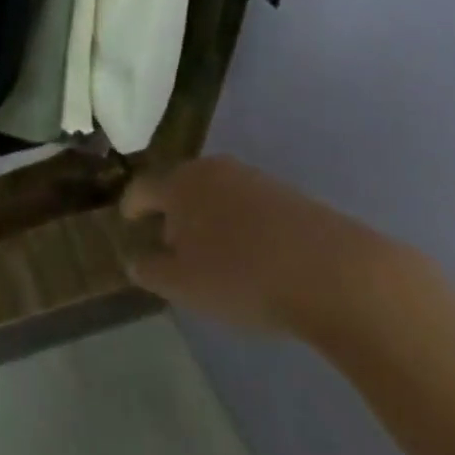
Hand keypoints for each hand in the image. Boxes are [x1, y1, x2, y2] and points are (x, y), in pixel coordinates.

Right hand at [121, 156, 396, 342]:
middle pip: (180, 185)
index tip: (126, 220)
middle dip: (172, 212)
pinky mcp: (282, 192)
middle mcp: (210, 168)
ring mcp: (249, 176)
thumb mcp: (185, 286)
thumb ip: (152, 271)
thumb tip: (132, 258)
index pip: (144, 187)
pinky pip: (245, 204)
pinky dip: (236, 223)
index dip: (131, 205)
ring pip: (214, 193)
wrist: (328, 268)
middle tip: (170, 245)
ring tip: (211, 254)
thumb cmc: (242, 276)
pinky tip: (248, 254)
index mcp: (180, 184)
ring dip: (206, 217)